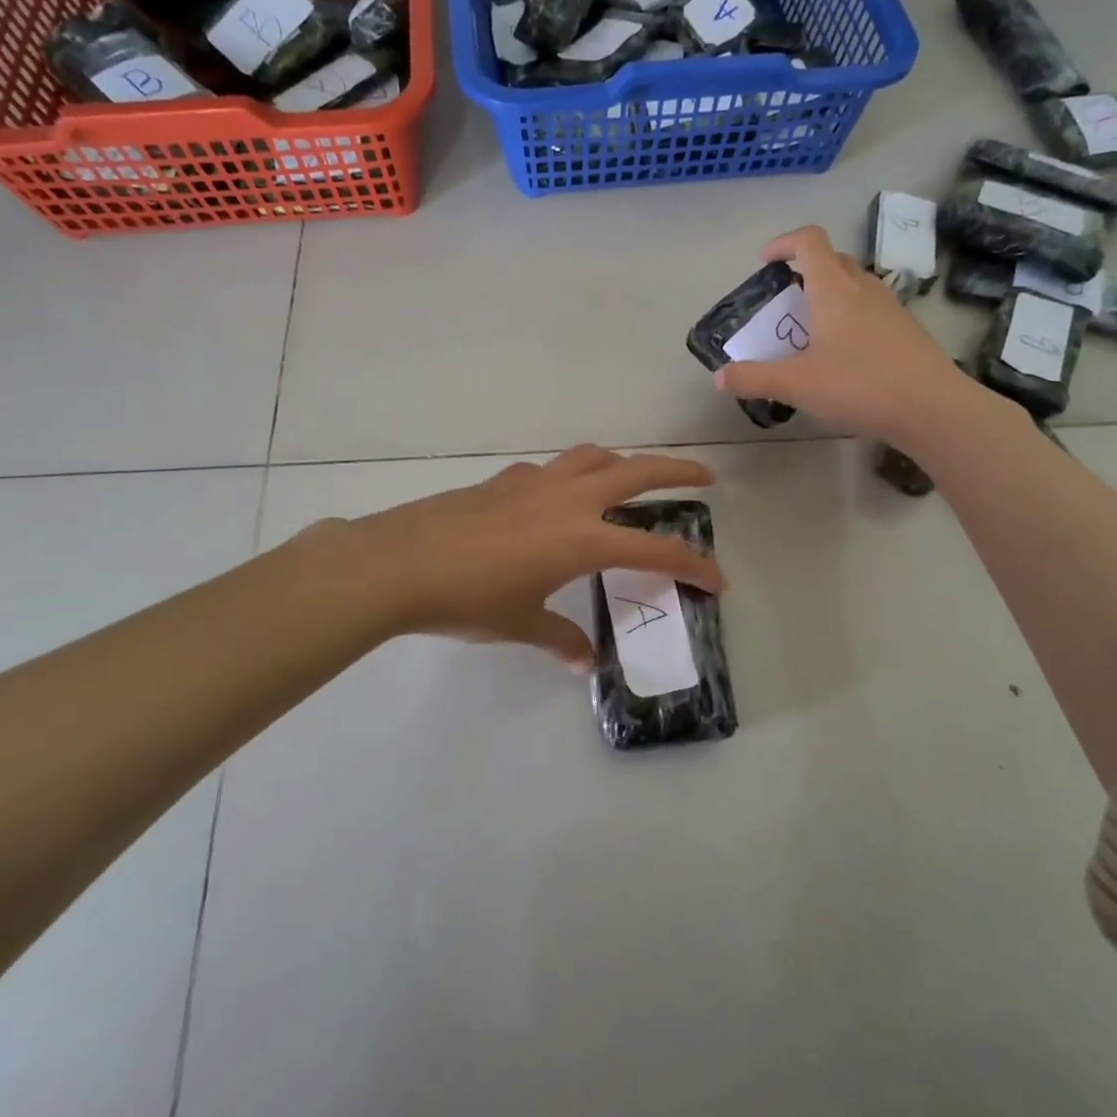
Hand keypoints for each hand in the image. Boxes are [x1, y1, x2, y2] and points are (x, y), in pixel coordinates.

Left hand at [315, 446, 722, 669]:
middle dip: (678, 473)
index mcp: (583, 539)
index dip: (692, 565)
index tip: (717, 578)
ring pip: (595, 456)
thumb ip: (559, 639)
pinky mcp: (505, 480)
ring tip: (632, 477)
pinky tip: (557, 499)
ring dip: (624, 462)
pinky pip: (553, 468)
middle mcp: (569, 500)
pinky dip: (572, 474)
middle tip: (705, 478)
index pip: (655, 550)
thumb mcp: (519, 625)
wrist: (399, 563)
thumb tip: (583, 660)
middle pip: (637, 472)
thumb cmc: (468, 599)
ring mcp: (535, 482)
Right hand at [715, 226, 977, 448]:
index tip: (766, 263)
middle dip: (805, 270)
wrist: (932, 407)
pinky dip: (851, 318)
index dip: (783, 243)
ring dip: (830, 295)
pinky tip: (845, 356)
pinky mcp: (907, 330)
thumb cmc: (859, 385)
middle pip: (832, 259)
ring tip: (812, 330)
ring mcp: (891, 307)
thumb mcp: (796, 384)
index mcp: (833, 288)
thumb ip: (754, 378)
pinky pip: (872, 309)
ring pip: (855, 285)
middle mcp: (863, 287)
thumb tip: (719, 377)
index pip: (809, 240)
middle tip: (785, 300)